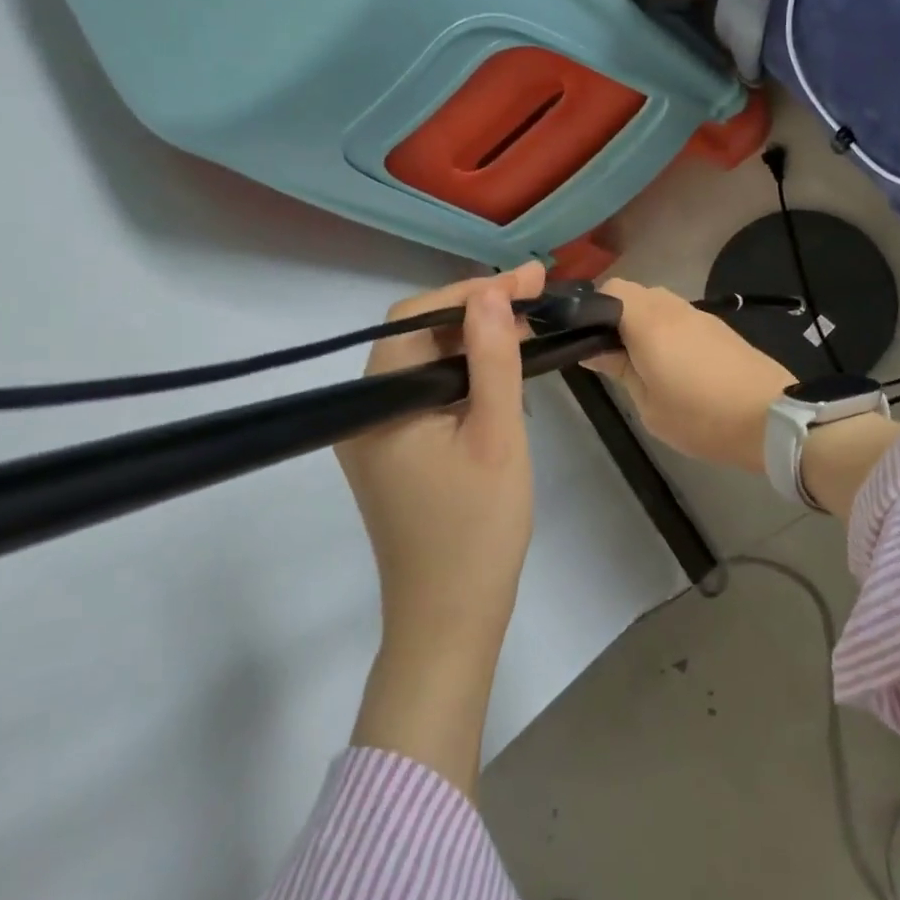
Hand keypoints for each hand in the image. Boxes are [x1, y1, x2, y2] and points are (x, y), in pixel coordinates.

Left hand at [338, 263, 543, 797]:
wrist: (449, 618)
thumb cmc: (477, 527)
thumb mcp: (497, 434)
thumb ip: (493, 357)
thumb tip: (492, 290)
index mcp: (379, 399)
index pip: (417, 316)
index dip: (472, 291)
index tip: (528, 282)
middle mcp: (365, 408)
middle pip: (417, 334)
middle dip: (475, 311)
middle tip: (534, 301)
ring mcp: (376, 432)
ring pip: (424, 363)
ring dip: (472, 341)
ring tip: (526, 328)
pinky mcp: (392, 452)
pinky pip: (426, 393)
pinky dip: (463, 375)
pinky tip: (500, 373)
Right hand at [584, 279, 795, 472]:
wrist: (771, 420)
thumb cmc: (701, 418)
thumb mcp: (649, 406)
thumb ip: (619, 370)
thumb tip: (593, 349)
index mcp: (649, 322)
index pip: (610, 289)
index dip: (593, 309)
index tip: (588, 340)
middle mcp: (672, 307)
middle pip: (634, 293)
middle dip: (617, 316)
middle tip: (613, 356)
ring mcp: (699, 314)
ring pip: (658, 303)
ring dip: (644, 324)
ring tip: (644, 363)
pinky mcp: (719, 327)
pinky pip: (680, 317)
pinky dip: (667, 330)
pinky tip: (674, 364)